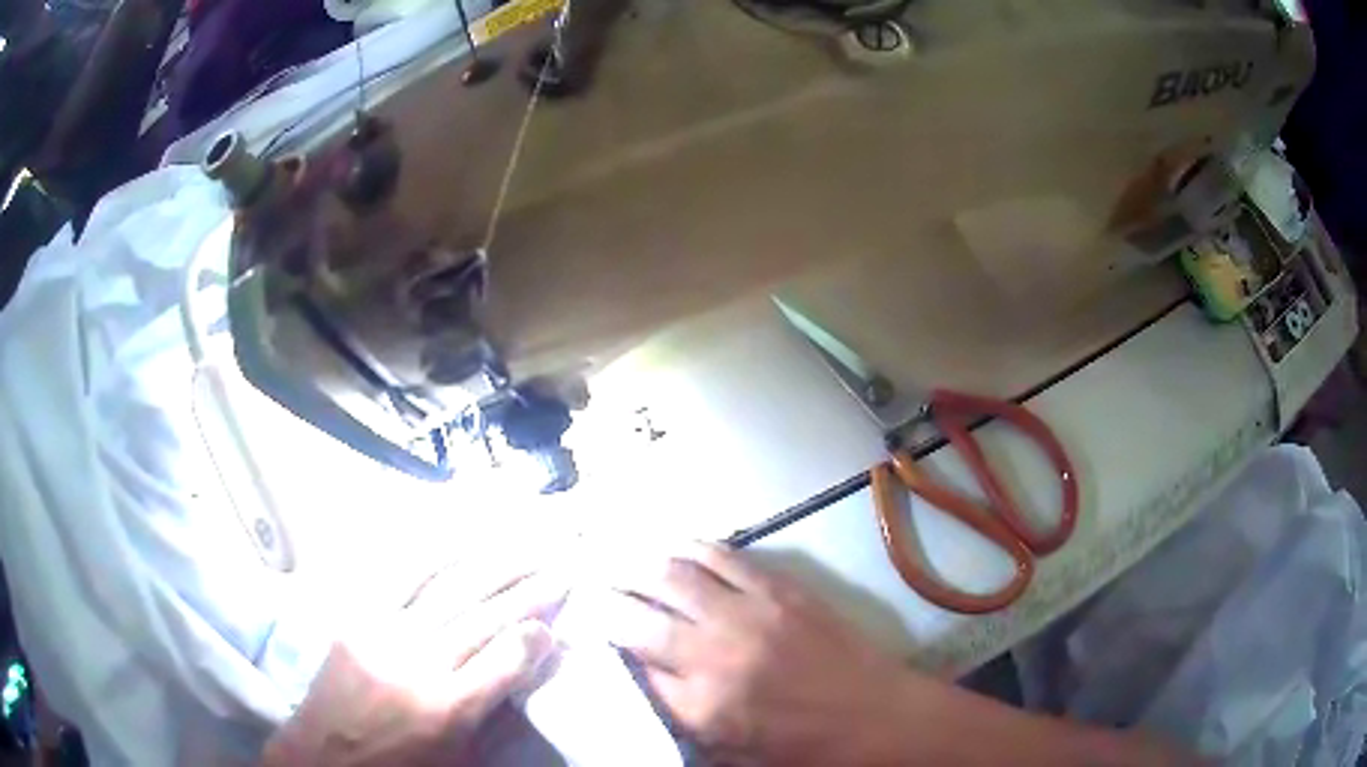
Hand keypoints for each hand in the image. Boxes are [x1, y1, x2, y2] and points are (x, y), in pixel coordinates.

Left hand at [261, 561, 567, 766]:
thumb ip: (493, 719)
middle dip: (528, 590)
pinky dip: (431, 555)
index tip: (555, 626)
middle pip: (483, 617)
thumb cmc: (400, 766)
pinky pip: (397, 576)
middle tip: (560, 567)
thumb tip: (525, 678)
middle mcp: (418, 663)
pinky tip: (457, 539)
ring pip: (447, 589)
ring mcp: (383, 633)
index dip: (536, 639)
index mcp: (447, 708)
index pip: (506, 661)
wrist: (324, 756)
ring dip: (491, 563)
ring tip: (524, 544)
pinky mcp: (357, 617)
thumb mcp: (459, 761)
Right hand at [597, 543, 920, 765]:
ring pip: (671, 573)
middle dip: (601, 598)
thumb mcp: (727, 751)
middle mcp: (713, 653)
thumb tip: (639, 675)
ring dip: (634, 564)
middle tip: (585, 587)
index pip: (626, 665)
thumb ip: (677, 715)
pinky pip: (721, 555)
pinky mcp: (779, 589)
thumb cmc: (800, 746)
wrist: (875, 717)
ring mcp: (748, 613)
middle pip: (635, 614)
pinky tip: (672, 547)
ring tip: (616, 559)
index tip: (580, 627)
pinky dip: (688, 547)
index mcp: (699, 705)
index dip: (596, 642)